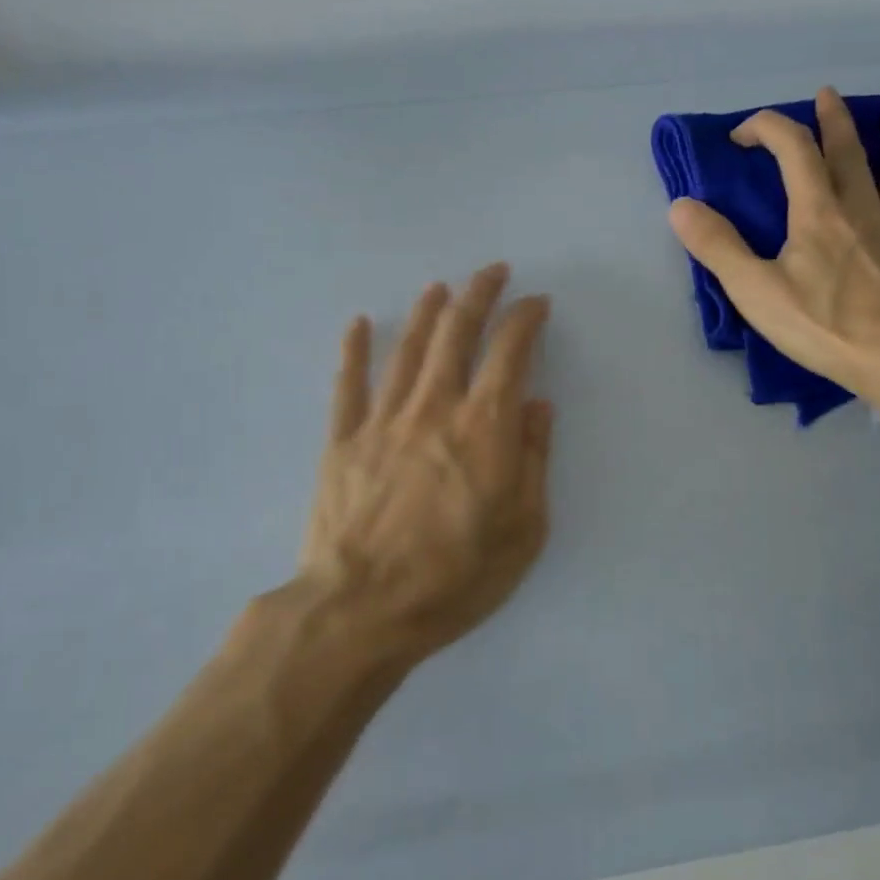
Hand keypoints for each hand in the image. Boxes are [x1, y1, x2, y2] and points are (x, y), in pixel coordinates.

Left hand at [297, 263, 552, 661]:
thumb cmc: (455, 577)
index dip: (525, 318)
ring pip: (407, 349)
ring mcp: (382, 419)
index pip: (509, 352)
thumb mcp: (524, 530)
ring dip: (427, 312)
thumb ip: (532, 460)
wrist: (362, 608)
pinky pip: (348, 383)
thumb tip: (537, 406)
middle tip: (492, 271)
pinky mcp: (342, 440)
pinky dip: (355, 350)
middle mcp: (433, 407)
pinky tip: (361, 323)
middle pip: (456, 333)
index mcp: (483, 427)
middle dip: (478, 294)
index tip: (536, 303)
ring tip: (440, 287)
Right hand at [668, 88, 879, 408]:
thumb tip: (680, 205)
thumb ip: (717, 246)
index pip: (792, 151)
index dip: (768, 129)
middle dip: (834, 121)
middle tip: (828, 96)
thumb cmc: (825, 328)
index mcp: (819, 213)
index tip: (745, 133)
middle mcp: (866, 208)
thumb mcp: (755, 291)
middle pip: (850, 153)